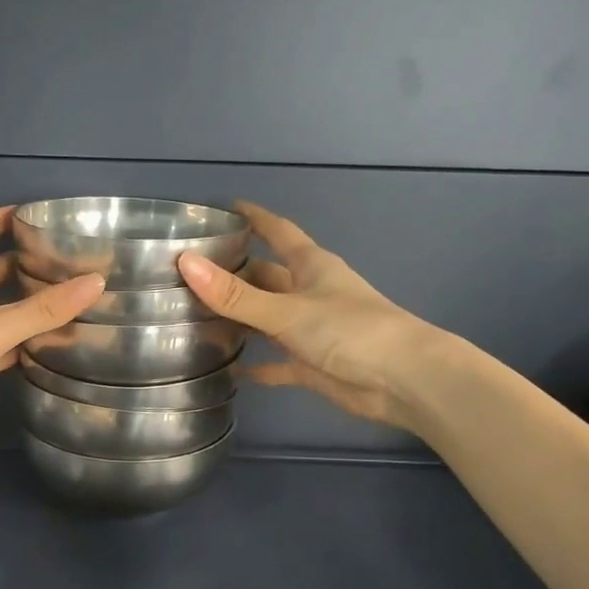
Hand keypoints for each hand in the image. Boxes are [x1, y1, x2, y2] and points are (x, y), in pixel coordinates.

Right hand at [177, 202, 444, 430]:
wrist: (403, 380)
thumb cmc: (350, 331)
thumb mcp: (287, 310)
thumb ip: (235, 294)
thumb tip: (185, 262)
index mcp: (310, 266)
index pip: (278, 231)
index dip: (254, 218)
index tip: (224, 207)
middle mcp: (309, 292)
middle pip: (265, 276)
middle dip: (234, 272)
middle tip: (188, 273)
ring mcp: (311, 329)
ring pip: (267, 318)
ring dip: (239, 318)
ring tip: (194, 318)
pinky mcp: (312, 364)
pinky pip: (276, 363)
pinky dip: (256, 366)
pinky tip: (228, 370)